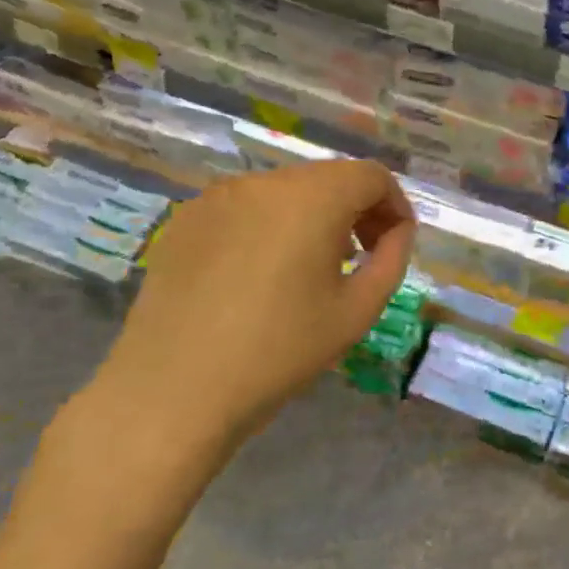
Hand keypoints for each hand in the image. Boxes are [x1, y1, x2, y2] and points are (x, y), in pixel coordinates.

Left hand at [67, 161, 415, 491]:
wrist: (171, 393)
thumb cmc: (278, 352)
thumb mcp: (357, 311)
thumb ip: (392, 259)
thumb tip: (398, 231)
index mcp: (312, 198)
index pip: (371, 175)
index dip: (394, 205)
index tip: (394, 244)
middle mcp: (265, 181)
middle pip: (329, 177)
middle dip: (355, 209)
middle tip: (360, 257)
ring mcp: (218, 196)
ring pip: (287, 190)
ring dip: (313, 216)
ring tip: (309, 267)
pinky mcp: (186, 218)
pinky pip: (247, 206)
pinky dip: (270, 224)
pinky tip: (260, 273)